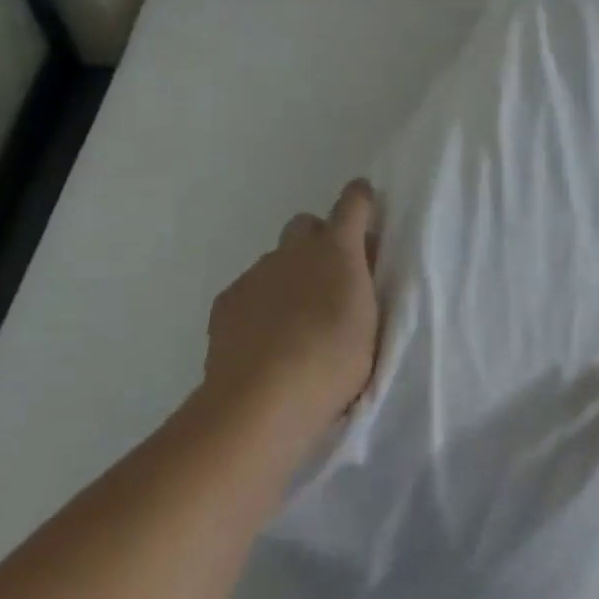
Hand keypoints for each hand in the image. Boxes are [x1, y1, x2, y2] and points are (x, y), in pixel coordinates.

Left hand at [202, 179, 380, 437]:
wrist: (263, 400)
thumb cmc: (334, 362)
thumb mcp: (370, 323)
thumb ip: (364, 288)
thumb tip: (359, 268)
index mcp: (338, 251)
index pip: (353, 203)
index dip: (361, 199)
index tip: (366, 204)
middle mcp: (295, 251)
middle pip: (306, 225)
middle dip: (318, 240)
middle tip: (330, 278)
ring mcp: (257, 273)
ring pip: (276, 260)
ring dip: (289, 276)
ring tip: (295, 321)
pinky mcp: (227, 300)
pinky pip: (250, 289)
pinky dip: (261, 303)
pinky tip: (265, 338)